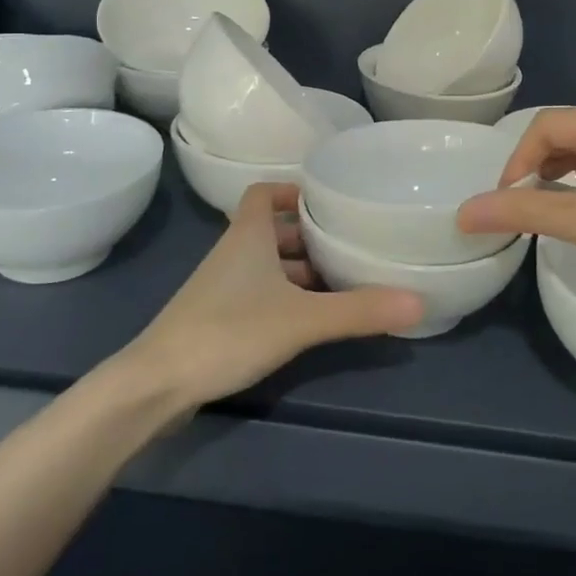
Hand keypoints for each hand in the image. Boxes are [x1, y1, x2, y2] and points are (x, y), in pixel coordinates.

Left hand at [125, 182, 422, 408]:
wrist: (156, 385)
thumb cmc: (228, 331)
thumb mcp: (301, 319)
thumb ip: (358, 310)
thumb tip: (419, 301)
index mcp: (247, 235)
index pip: (264, 193)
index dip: (293, 191)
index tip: (328, 201)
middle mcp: (233, 254)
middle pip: (272, 231)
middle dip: (309, 236)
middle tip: (350, 244)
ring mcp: (221, 289)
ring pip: (266, 266)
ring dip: (299, 271)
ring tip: (342, 282)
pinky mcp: (216, 320)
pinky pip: (258, 295)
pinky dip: (284, 299)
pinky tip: (310, 320)